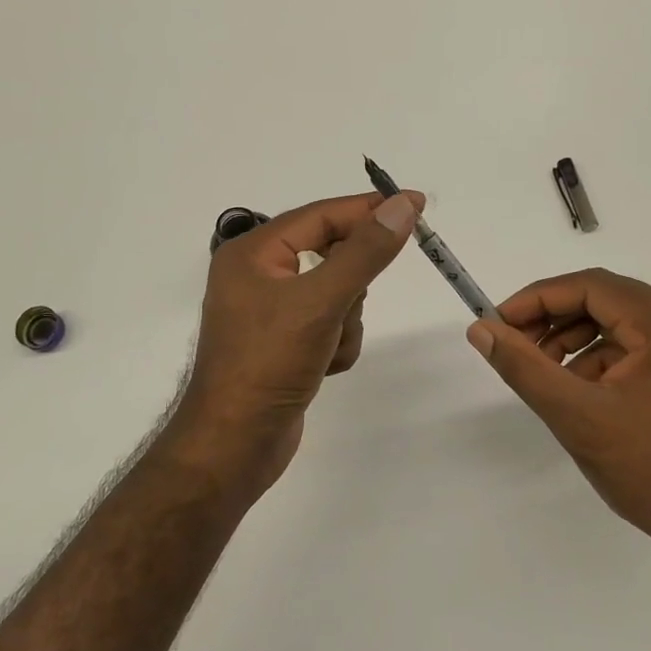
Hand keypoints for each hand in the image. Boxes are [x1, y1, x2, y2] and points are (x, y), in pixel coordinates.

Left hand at [174, 189, 421, 491]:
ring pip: (338, 294)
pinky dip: (337, 344)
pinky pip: (330, 325)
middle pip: (332, 256)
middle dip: (350, 287)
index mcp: (253, 253)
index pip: (321, 215)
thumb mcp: (321, 301)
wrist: (234, 446)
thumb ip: (365, 252)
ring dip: (345, 322)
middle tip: (346, 306)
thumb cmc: (268, 364)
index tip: (416, 205)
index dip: (369, 209)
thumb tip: (403, 205)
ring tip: (325, 348)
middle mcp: (259, 276)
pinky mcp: (285, 344)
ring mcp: (272, 313)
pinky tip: (322, 369)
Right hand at [466, 268, 650, 553]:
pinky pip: (633, 348)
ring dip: (573, 339)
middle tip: (514, 344)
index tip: (499, 322)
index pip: (592, 286)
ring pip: (617, 324)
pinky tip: (575, 390)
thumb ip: (524, 368)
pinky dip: (597, 359)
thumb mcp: (577, 416)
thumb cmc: (650, 471)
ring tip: (542, 371)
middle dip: (554, 318)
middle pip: (606, 300)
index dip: (538, 298)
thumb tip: (481, 330)